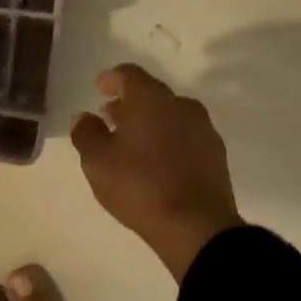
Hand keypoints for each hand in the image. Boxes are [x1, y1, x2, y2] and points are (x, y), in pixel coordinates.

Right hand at [71, 64, 243, 281]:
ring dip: (150, 122)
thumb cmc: (140, 186)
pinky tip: (157, 162)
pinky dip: (169, 140)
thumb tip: (84, 117)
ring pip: (171, 115)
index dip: (111, 79)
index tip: (100, 89)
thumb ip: (86, 133)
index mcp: (151, 99)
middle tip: (110, 119)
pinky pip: (186, 136)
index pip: (129, 74)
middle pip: (151, 94)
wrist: (196, 226)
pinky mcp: (216, 154)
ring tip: (132, 144)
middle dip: (130, 103)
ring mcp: (203, 129)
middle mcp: (181, 105)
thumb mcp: (97, 162)